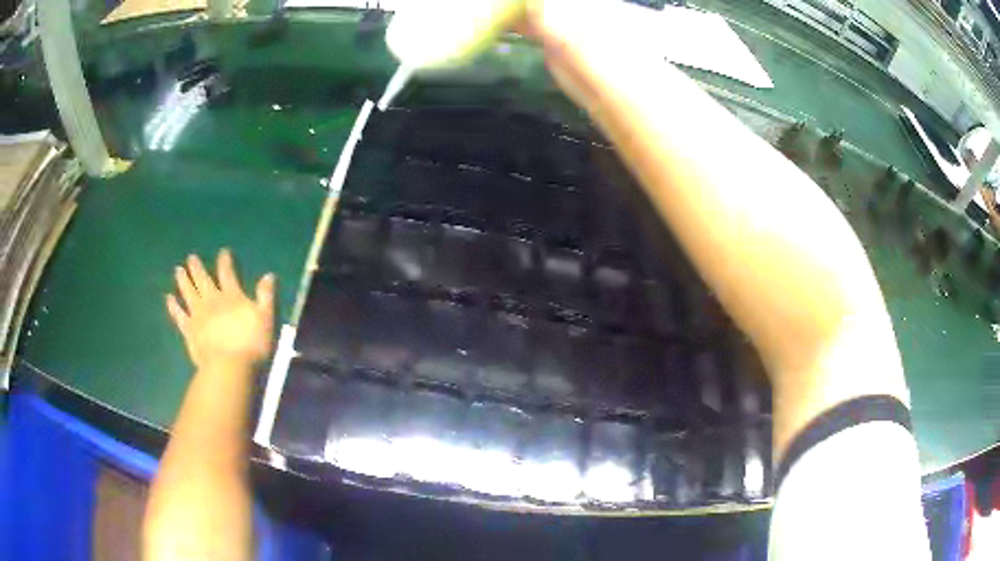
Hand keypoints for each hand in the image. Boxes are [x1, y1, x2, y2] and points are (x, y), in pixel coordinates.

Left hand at [166, 249, 275, 367]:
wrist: (230, 366)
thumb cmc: (252, 344)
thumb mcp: (266, 318)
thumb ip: (266, 296)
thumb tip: (269, 275)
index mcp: (232, 296)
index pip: (227, 274)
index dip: (225, 262)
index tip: (223, 252)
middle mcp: (212, 300)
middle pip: (203, 280)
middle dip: (197, 268)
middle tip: (191, 258)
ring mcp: (198, 315)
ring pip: (188, 293)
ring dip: (183, 280)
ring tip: (178, 270)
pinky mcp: (189, 330)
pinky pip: (179, 315)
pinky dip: (173, 306)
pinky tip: (169, 299)